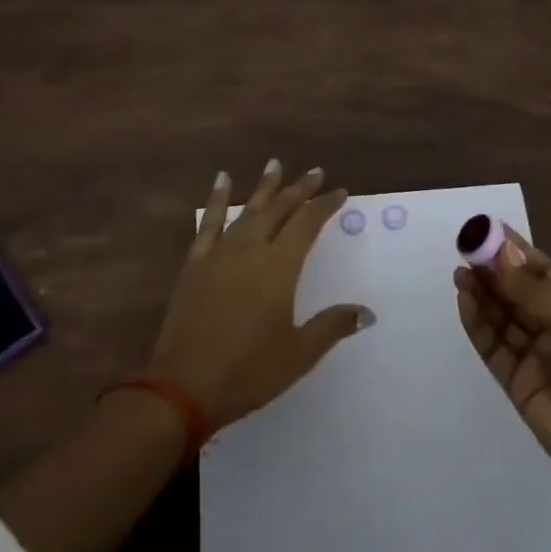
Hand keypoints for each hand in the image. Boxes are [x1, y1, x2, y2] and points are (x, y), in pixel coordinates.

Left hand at [150, 160, 373, 432]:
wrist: (183, 387)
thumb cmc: (248, 371)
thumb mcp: (299, 354)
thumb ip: (333, 326)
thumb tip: (367, 312)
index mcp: (279, 267)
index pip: (307, 224)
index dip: (324, 205)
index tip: (339, 192)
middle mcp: (251, 249)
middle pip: (279, 209)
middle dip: (299, 189)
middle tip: (315, 172)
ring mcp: (220, 254)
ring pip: (248, 210)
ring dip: (264, 187)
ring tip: (275, 164)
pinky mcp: (195, 264)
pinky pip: (209, 223)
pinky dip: (218, 199)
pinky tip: (222, 180)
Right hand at [454, 227, 550, 503]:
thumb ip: (534, 291)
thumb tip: (499, 255)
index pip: (541, 271)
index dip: (515, 251)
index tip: (488, 229)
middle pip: (517, 292)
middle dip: (493, 270)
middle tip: (466, 248)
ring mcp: (533, 355)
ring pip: (501, 316)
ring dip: (481, 293)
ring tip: (461, 271)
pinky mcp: (515, 381)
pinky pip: (492, 345)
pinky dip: (477, 323)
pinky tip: (464, 299)